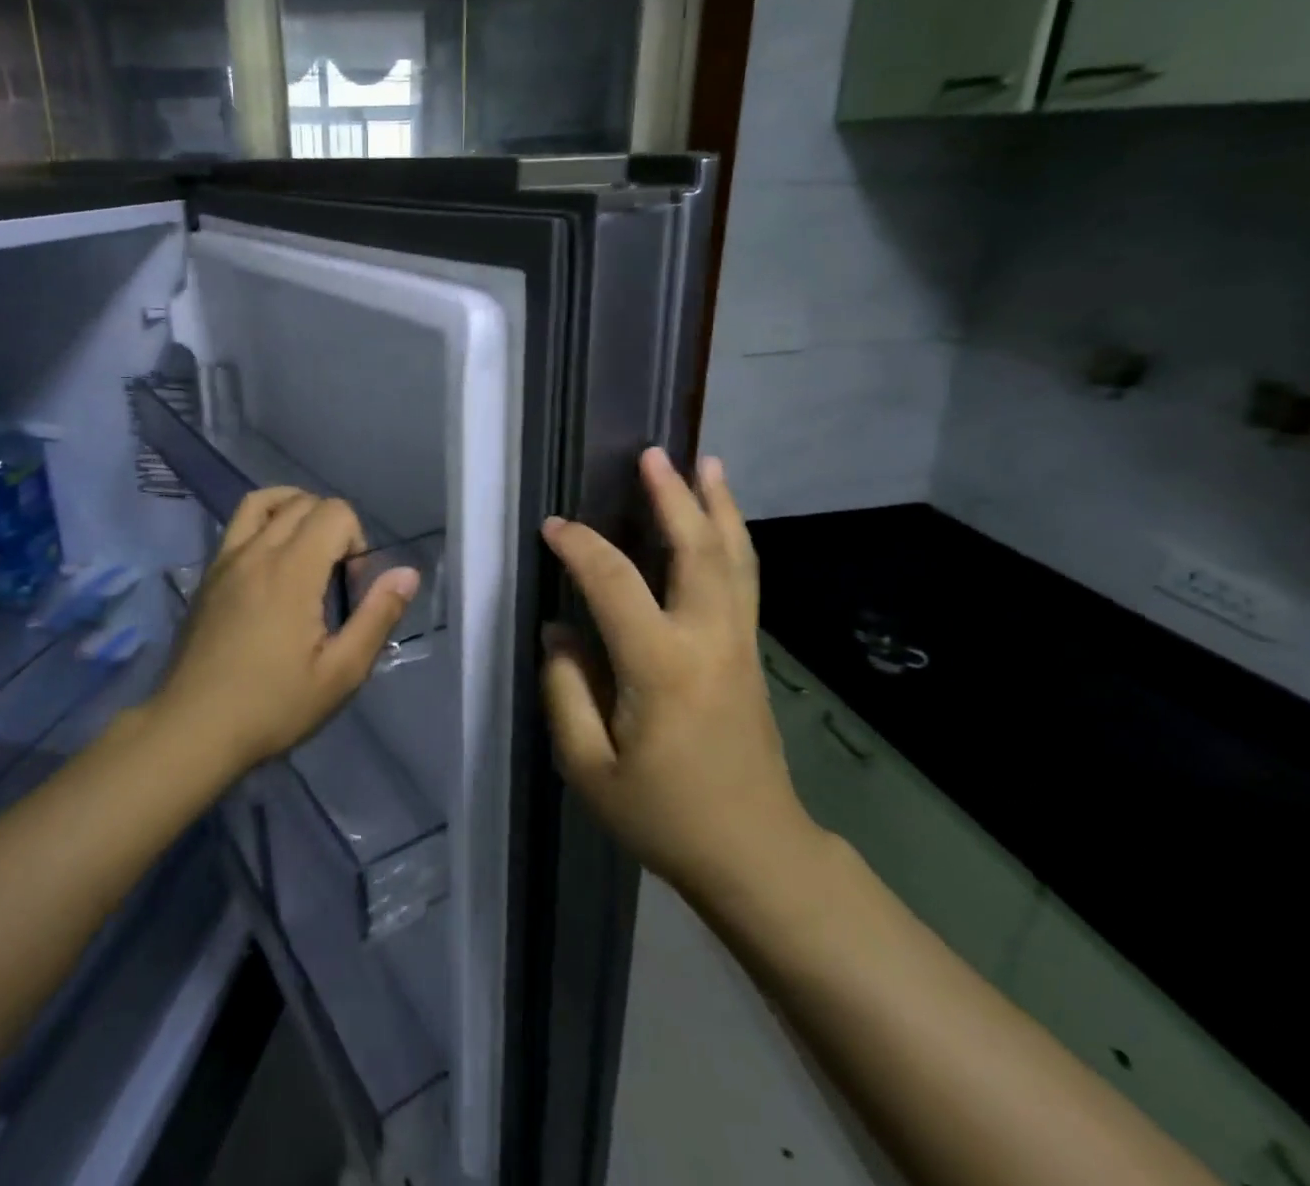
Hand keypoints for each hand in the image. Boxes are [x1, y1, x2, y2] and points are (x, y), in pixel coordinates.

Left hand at [153, 488, 421, 774]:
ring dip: (295, 511)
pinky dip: (265, 524)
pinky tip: (272, 569)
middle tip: (334, 579)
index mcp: (291, 570)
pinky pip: (239, 525)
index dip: (356, 541)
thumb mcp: (340, 673)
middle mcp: (256, 552)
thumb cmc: (272, 706)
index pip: (334, 512)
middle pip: (303, 502)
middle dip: (332, 527)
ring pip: (264, 501)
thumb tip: (407, 573)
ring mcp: (225, 560)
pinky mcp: (208, 575)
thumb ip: (377, 616)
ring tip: (307, 551)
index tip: (351, 589)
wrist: (191, 729)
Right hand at [541, 448, 817, 898]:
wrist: (756, 853)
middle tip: (653, 455)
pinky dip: (731, 539)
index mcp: (662, 666)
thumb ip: (565, 692)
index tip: (553, 528)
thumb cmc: (665, 815)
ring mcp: (739, 644)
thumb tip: (560, 632)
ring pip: (734, 558)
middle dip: (674, 496)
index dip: (581, 548)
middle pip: (697, 550)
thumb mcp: (589, 768)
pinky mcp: (750, 654)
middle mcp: (708, 640)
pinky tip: (721, 523)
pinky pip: (742, 580)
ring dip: (719, 506)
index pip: (614, 584)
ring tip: (707, 463)